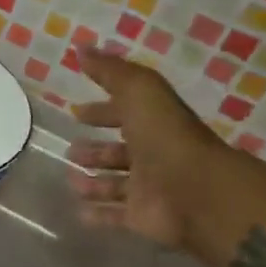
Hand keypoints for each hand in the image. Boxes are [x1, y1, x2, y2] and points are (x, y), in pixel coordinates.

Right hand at [67, 47, 219, 246]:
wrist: (195, 191)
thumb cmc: (166, 137)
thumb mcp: (140, 91)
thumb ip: (111, 71)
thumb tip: (81, 47)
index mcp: (154, 124)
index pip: (125, 114)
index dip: (102, 111)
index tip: (76, 112)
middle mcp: (153, 155)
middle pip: (120, 152)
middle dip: (95, 151)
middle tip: (71, 151)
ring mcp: (149, 189)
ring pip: (115, 185)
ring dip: (92, 183)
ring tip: (70, 180)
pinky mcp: (142, 218)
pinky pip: (115, 216)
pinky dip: (98, 214)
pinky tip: (78, 211)